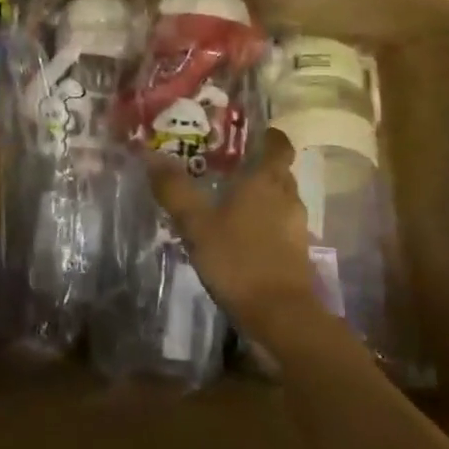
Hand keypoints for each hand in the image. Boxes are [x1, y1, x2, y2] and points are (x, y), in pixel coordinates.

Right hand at [149, 131, 318, 329]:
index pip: (278, 145)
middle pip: (278, 172)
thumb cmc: (238, 260)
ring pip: (279, 200)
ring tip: (228, 202)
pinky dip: (264, 224)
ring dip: (260, 198)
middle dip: (257, 167)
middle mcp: (287, 197)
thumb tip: (151, 154)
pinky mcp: (297, 254)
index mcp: (267, 181)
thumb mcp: (197, 224)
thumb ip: (175, 190)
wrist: (280, 315)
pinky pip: (280, 226)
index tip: (249, 134)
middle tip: (226, 166)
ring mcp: (296, 228)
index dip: (268, 136)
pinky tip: (240, 236)